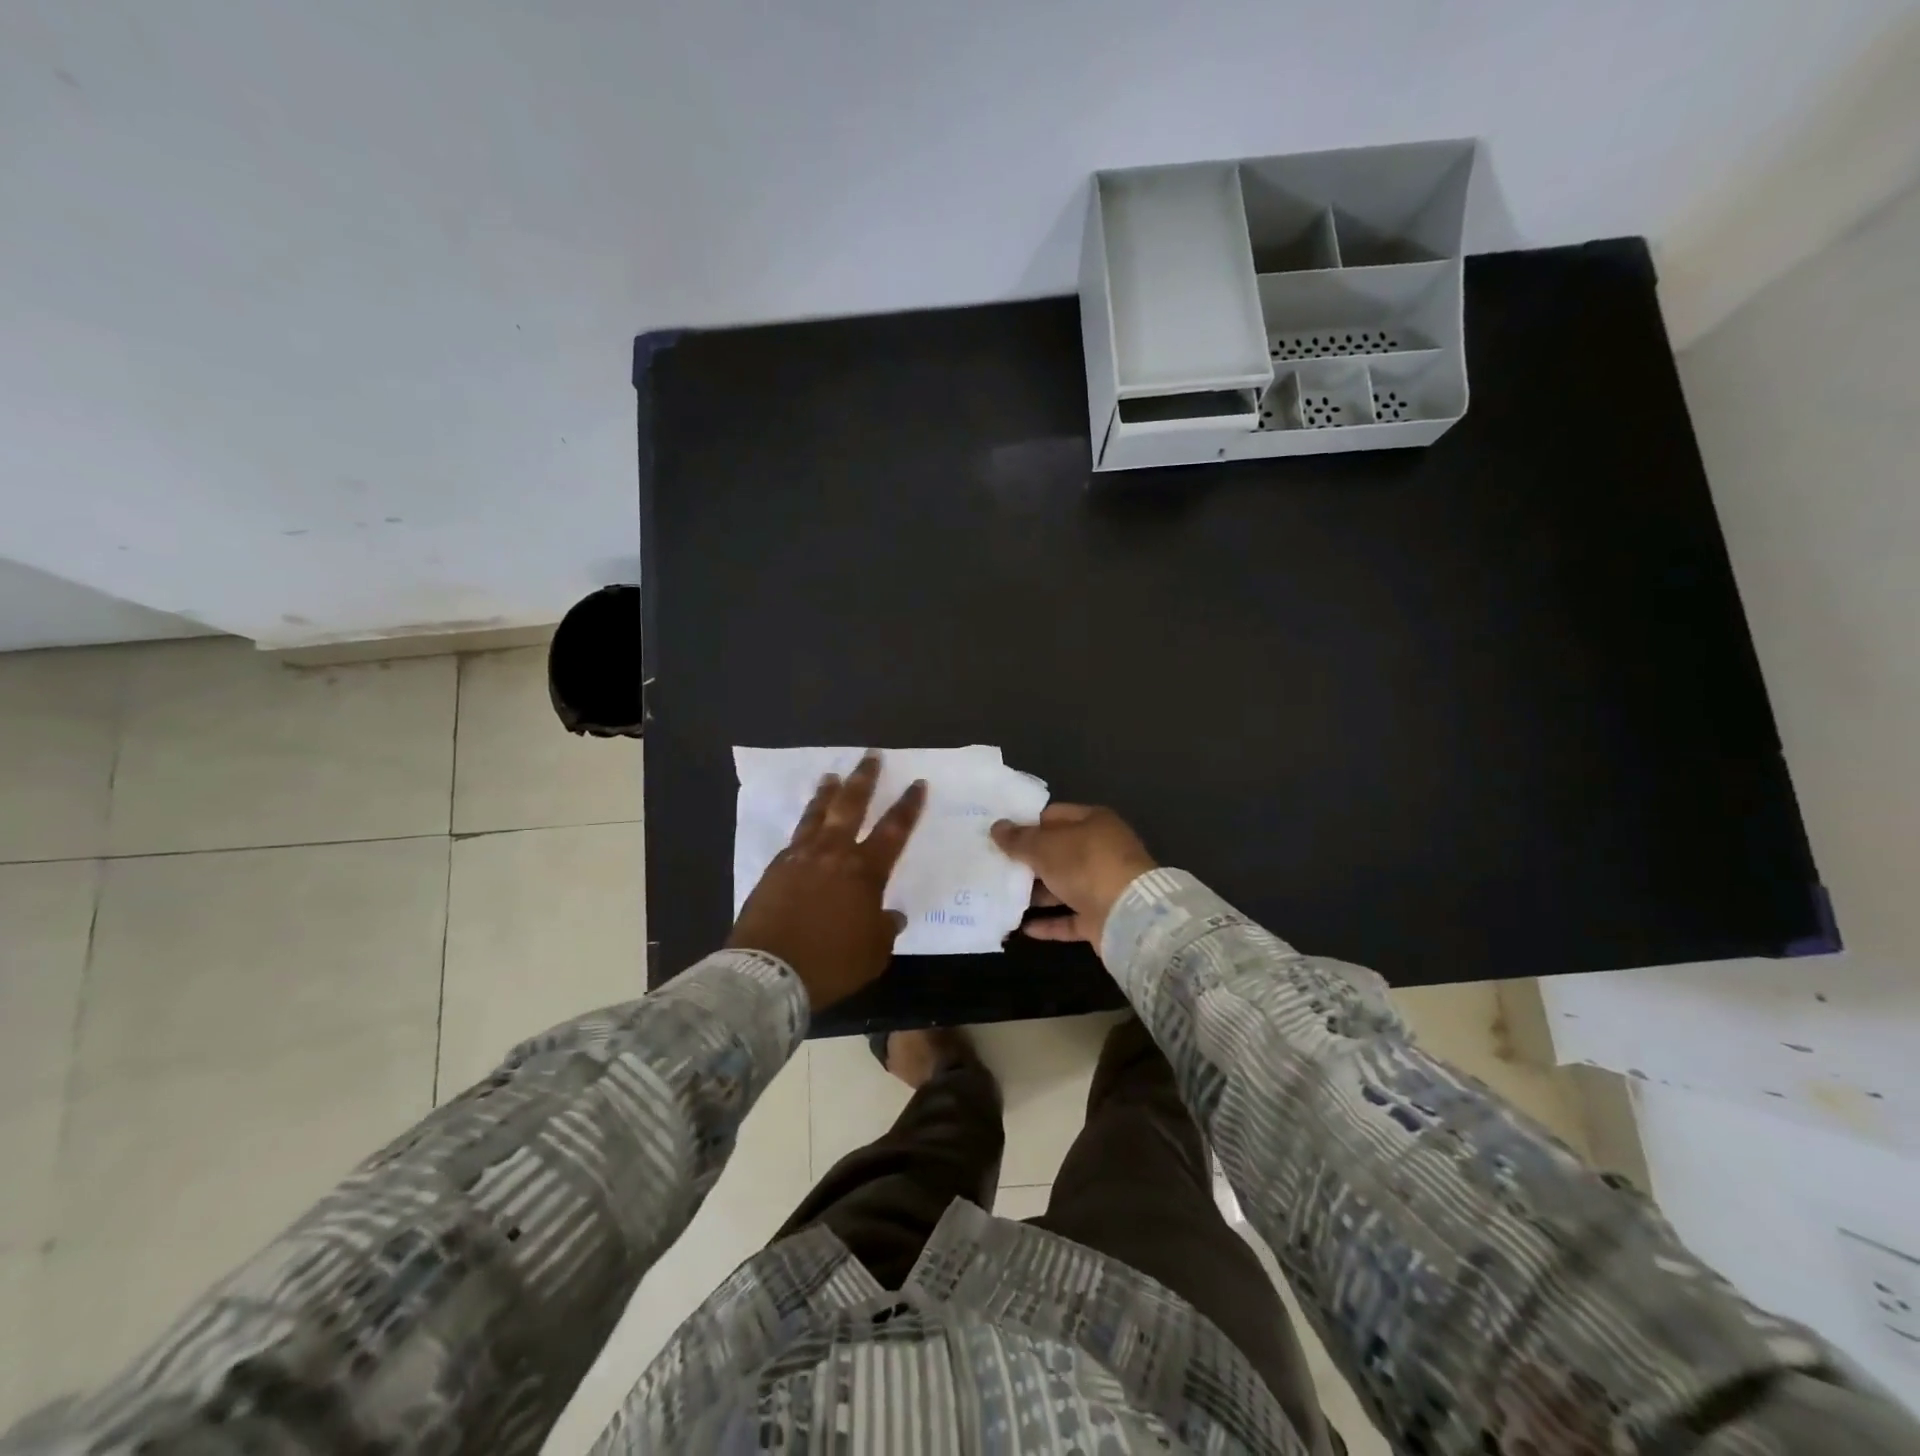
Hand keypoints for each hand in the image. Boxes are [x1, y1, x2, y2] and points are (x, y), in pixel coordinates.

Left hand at [728, 752, 926, 1010]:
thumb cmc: (831, 963)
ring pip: (818, 814)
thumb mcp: (874, 952)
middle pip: (852, 805)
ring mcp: (801, 857)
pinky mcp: (775, 868)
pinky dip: (805, 823)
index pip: (894, 830)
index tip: (917, 783)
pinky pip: (795, 836)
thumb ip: (885, 928)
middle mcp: (834, 853)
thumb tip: (891, 915)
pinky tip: (806, 822)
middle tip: (872, 756)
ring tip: (832, 775)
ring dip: (828, 792)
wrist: (770, 971)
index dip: (908, 806)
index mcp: (865, 871)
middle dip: (865, 779)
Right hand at [990, 803, 1156, 948]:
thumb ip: (1019, 839)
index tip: (999, 834)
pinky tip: (1023, 927)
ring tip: (1001, 895)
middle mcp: (1100, 850)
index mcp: (1093, 822)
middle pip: (1057, 852)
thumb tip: (996, 827)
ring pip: (1062, 885)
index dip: (1026, 823)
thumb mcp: (1045, 846)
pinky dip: (1049, 922)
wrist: (1128, 915)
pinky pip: (1069, 917)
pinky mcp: (1100, 917)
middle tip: (994, 865)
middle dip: (1028, 860)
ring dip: (1036, 893)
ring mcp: (1102, 885)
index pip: (1053, 815)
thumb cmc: (1085, 865)